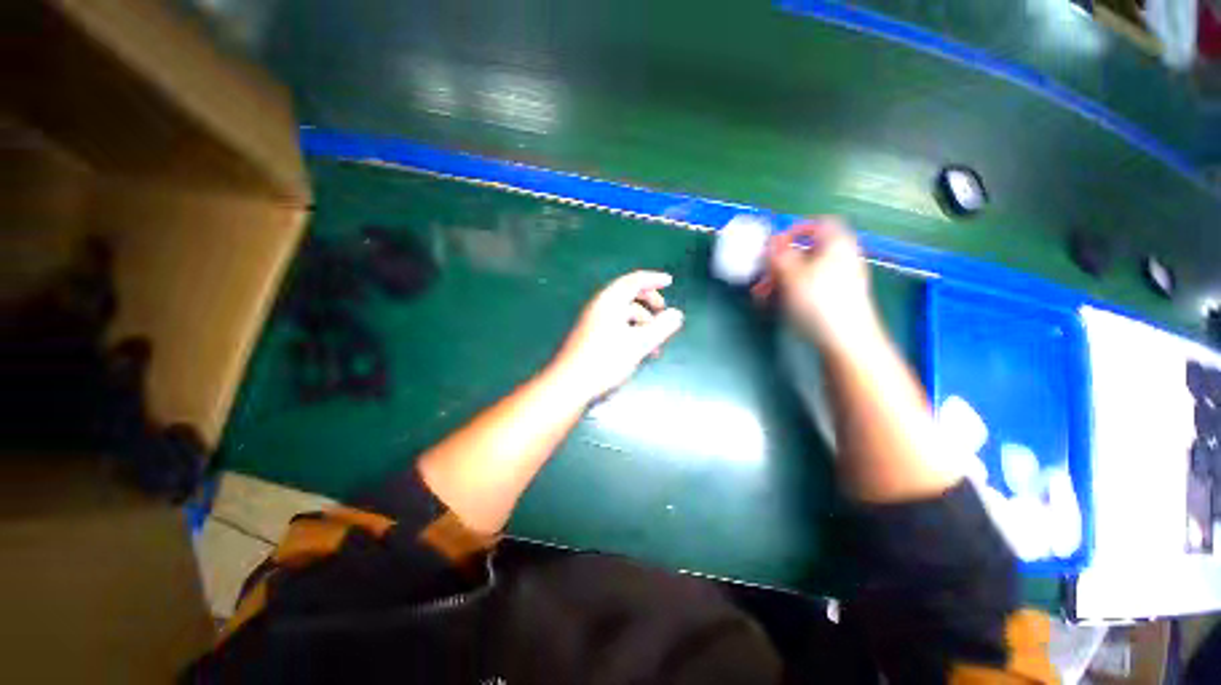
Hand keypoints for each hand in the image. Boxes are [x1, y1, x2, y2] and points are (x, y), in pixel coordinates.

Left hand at [551, 271, 684, 402]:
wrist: (569, 384)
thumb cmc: (605, 361)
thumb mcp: (638, 343)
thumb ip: (660, 327)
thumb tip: (677, 314)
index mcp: (609, 301)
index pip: (634, 281)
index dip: (653, 279)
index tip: (669, 281)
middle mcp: (599, 306)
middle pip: (628, 295)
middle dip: (649, 302)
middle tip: (663, 312)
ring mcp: (593, 321)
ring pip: (623, 313)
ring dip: (642, 323)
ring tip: (655, 343)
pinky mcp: (590, 336)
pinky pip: (616, 325)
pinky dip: (631, 332)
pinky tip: (638, 350)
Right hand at [752, 217, 878, 352]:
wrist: (845, 340)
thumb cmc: (817, 301)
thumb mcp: (791, 274)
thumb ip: (778, 254)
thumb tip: (772, 239)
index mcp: (837, 244)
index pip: (819, 224)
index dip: (796, 229)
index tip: (775, 243)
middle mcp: (842, 259)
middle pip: (807, 252)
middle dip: (779, 262)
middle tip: (761, 274)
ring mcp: (840, 281)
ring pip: (804, 272)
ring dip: (779, 280)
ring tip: (761, 295)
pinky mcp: (836, 300)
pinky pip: (809, 288)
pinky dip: (791, 292)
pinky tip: (774, 304)